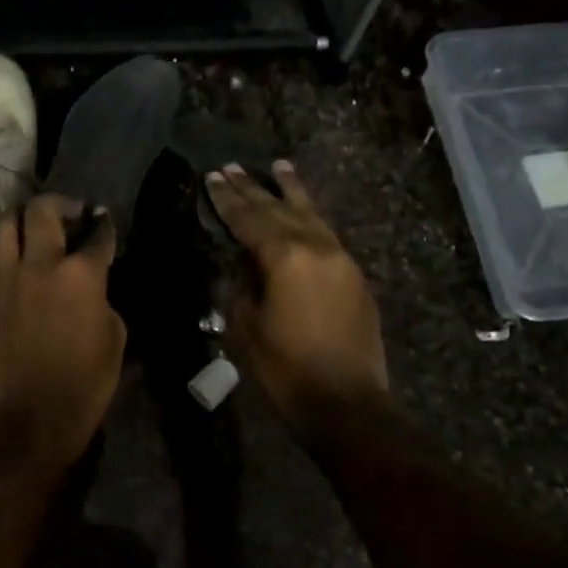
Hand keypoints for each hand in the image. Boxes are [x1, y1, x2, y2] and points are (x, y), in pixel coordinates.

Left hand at [0, 194, 127, 465]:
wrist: (31, 415)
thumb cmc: (85, 382)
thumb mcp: (114, 338)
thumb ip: (102, 300)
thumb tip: (91, 290)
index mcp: (81, 274)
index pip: (97, 235)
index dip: (103, 225)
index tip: (103, 223)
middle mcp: (41, 264)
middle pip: (42, 210)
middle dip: (60, 204)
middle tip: (69, 214)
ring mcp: (8, 278)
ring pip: (5, 224)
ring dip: (21, 218)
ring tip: (33, 227)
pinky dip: (5, 251)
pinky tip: (16, 261)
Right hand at [206, 161, 387, 420]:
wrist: (346, 401)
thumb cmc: (285, 369)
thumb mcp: (246, 325)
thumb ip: (242, 283)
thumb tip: (245, 261)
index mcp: (284, 257)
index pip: (248, 219)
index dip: (227, 199)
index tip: (213, 177)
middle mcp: (315, 247)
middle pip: (278, 209)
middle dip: (253, 188)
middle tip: (232, 167)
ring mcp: (340, 258)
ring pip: (310, 214)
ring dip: (290, 190)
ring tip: (278, 166)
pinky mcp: (354, 275)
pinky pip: (327, 233)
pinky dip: (311, 216)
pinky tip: (304, 211)